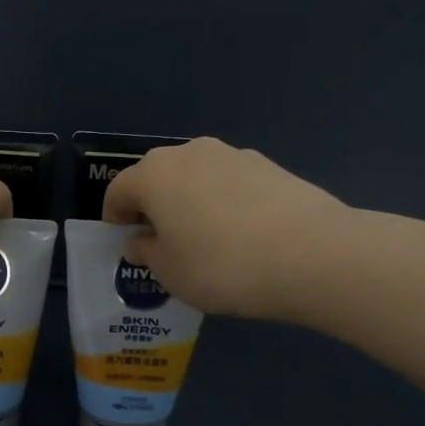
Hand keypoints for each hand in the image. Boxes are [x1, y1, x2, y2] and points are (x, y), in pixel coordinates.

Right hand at [102, 137, 353, 319]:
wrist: (311, 254)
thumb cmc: (221, 265)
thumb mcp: (170, 272)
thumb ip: (147, 253)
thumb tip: (140, 242)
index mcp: (154, 174)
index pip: (118, 190)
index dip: (114, 217)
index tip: (123, 242)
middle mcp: (189, 153)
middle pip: (157, 177)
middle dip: (152, 206)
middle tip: (160, 242)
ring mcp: (233, 154)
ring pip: (195, 177)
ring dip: (189, 202)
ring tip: (203, 240)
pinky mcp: (269, 165)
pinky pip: (229, 183)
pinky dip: (223, 203)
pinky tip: (239, 235)